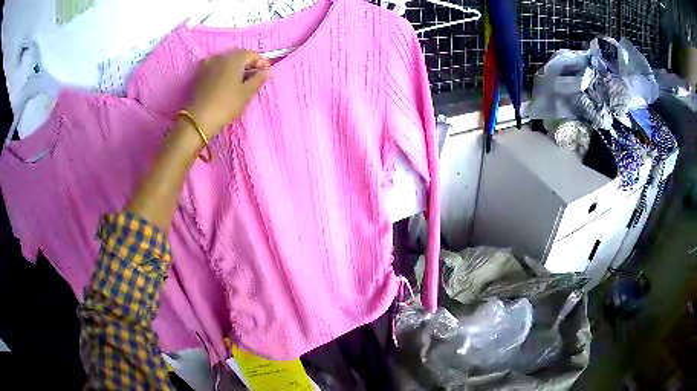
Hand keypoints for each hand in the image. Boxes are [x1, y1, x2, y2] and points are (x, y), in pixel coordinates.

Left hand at [185, 50, 270, 137]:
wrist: (198, 120)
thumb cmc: (226, 105)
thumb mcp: (247, 93)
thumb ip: (259, 79)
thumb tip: (268, 70)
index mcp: (234, 59)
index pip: (252, 54)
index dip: (262, 62)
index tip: (267, 73)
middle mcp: (220, 57)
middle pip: (238, 56)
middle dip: (248, 64)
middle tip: (255, 77)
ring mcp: (207, 64)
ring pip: (226, 61)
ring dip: (235, 68)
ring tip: (240, 80)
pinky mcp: (199, 74)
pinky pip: (216, 67)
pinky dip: (223, 71)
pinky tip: (226, 82)